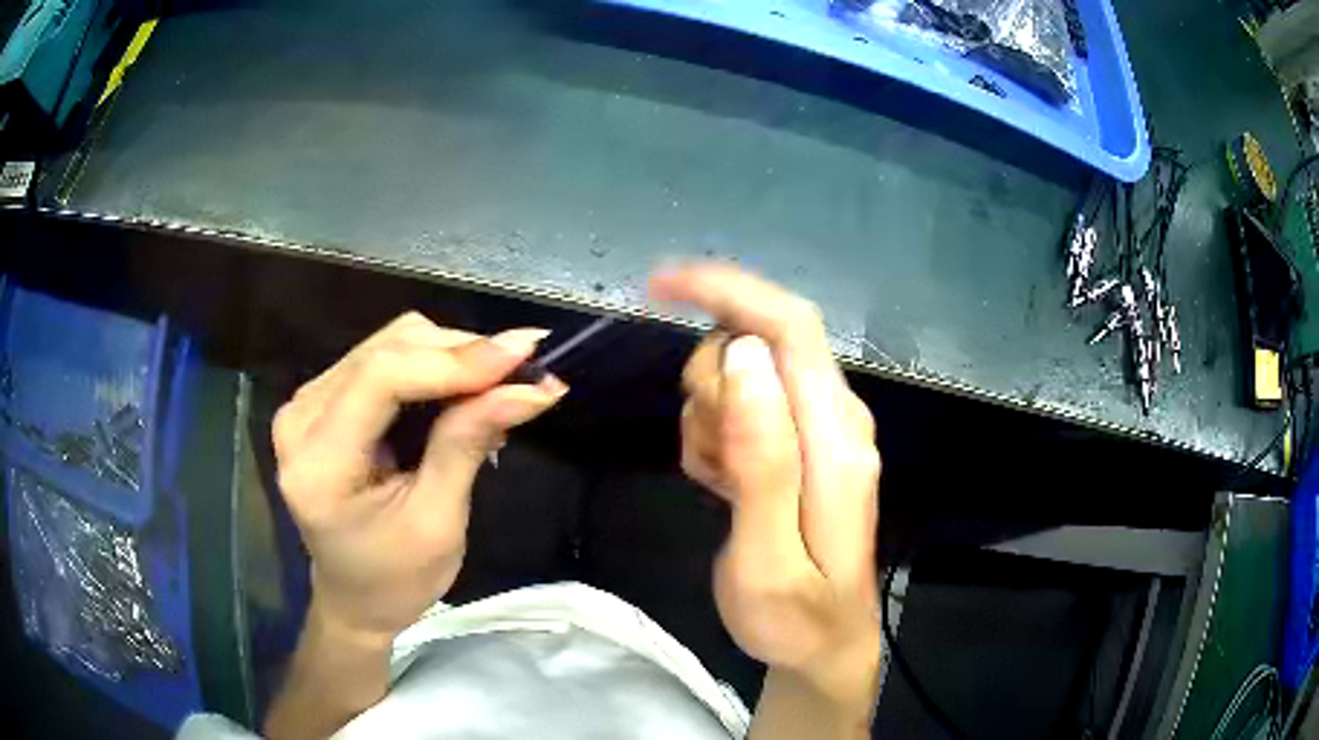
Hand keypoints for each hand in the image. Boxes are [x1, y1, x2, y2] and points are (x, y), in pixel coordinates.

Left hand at [272, 312, 566, 643]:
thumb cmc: (397, 578)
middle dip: (461, 354)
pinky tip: (465, 393)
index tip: (523, 355)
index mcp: (319, 462)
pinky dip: (433, 369)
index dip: (454, 359)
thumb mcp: (438, 522)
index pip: (381, 378)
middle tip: (525, 372)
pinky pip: (384, 360)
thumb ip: (468, 444)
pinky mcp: (323, 400)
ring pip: (389, 344)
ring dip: (451, 358)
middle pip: (387, 350)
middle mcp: (301, 417)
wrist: (356, 598)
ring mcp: (308, 404)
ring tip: (499, 389)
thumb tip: (529, 387)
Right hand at [651, 264, 880, 710]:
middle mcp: (834, 416)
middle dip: (708, 385)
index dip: (728, 290)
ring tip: (720, 488)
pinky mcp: (800, 441)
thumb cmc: (794, 617)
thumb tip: (744, 356)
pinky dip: (717, 436)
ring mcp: (819, 427)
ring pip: (740, 374)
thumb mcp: (768, 555)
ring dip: (709, 419)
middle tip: (706, 462)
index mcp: (834, 438)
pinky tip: (726, 487)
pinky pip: (741, 406)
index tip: (659, 285)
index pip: (789, 327)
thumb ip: (763, 457)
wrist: (822, 646)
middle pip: (755, 343)